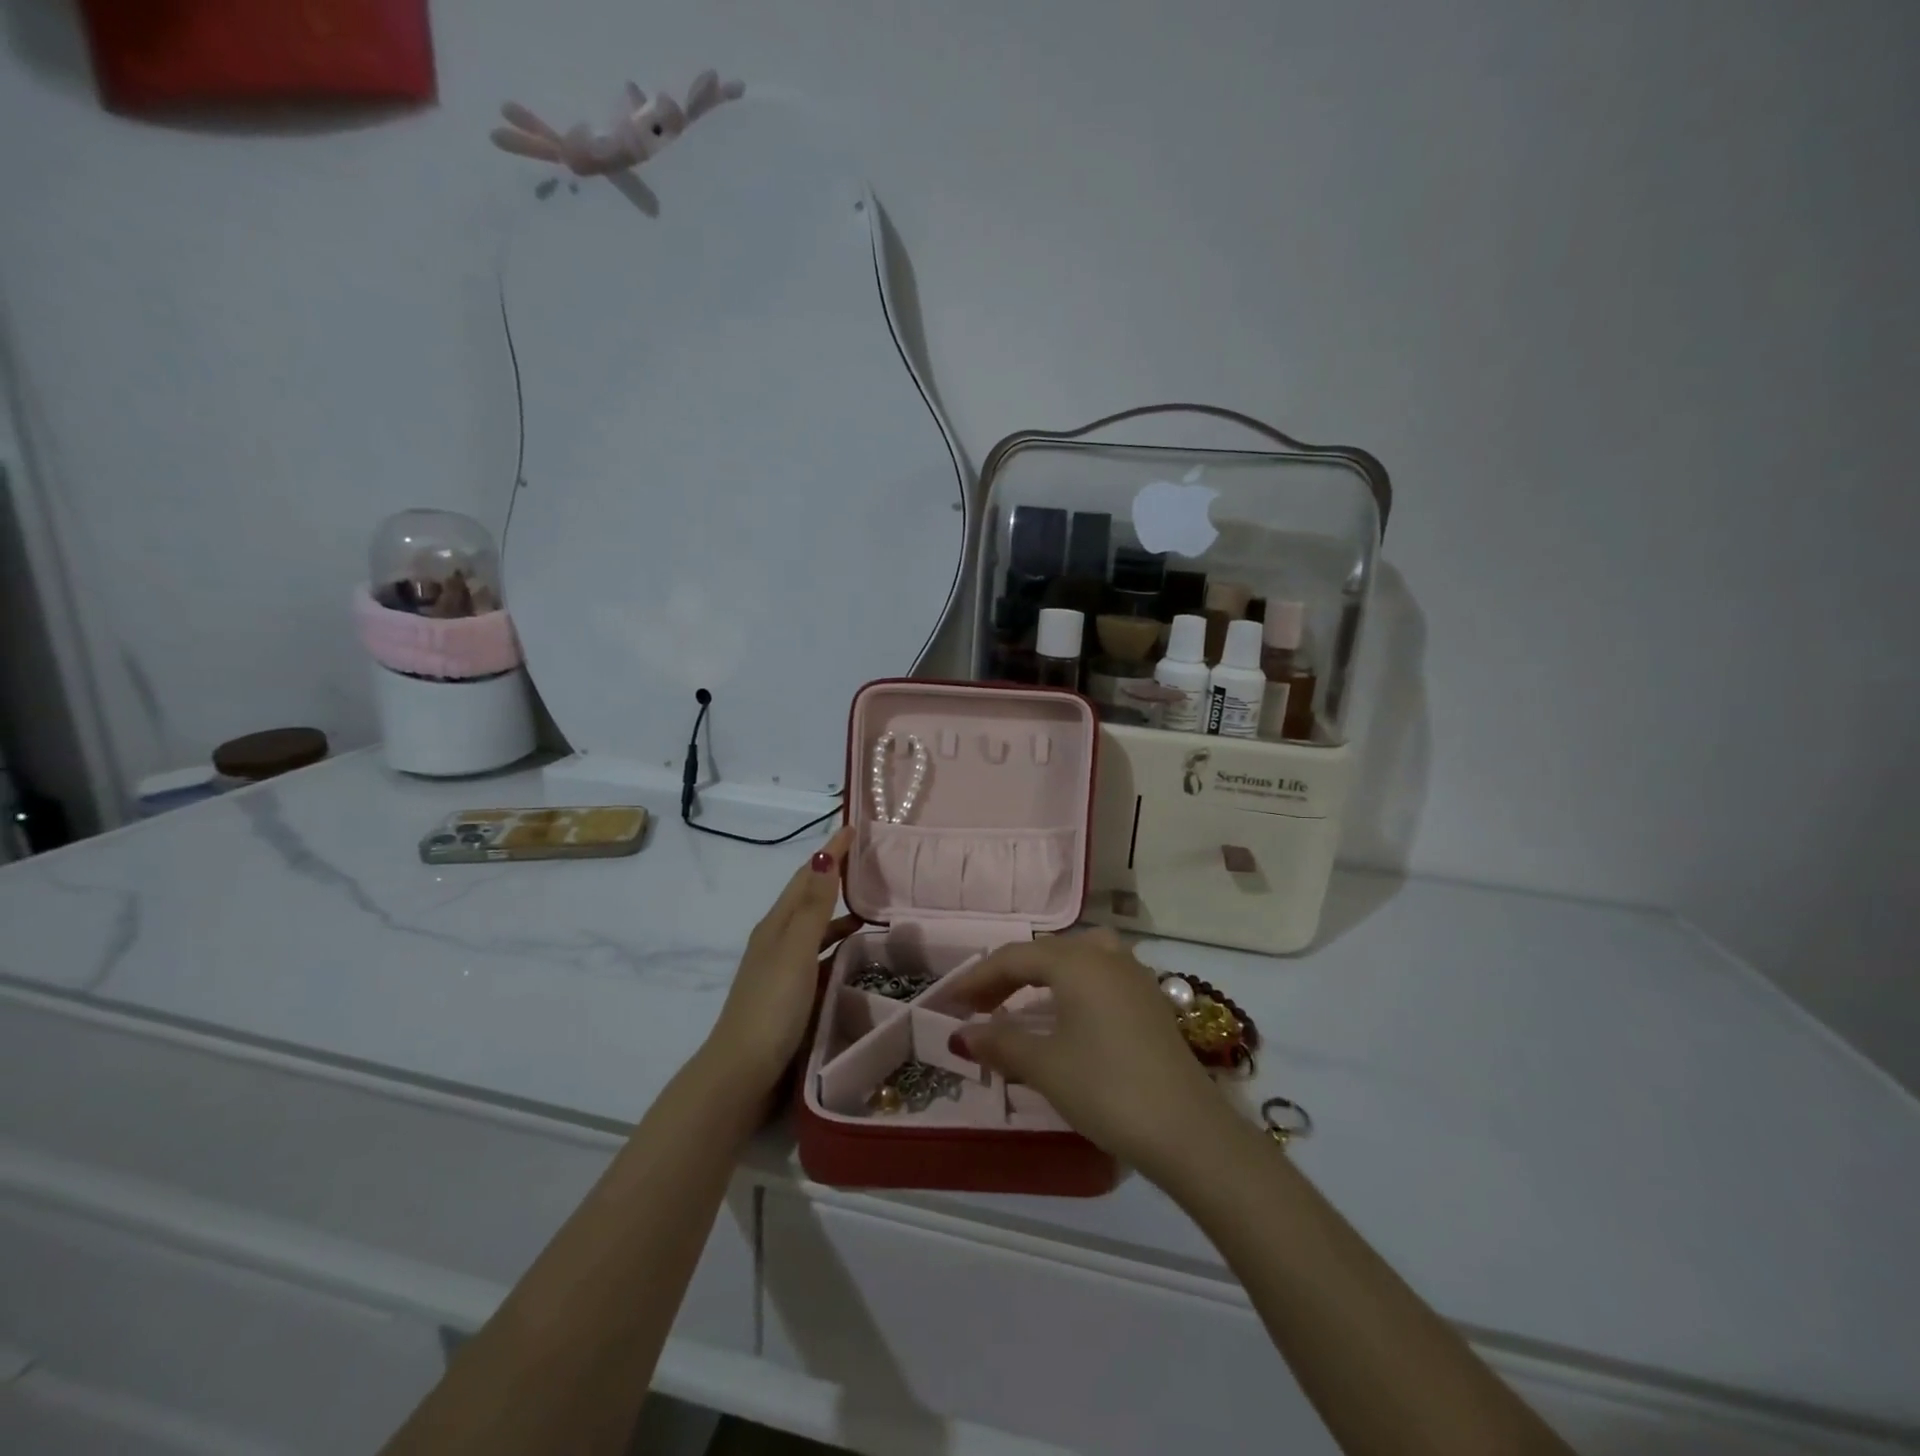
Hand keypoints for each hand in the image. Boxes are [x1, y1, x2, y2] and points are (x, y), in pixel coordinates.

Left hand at [703, 826, 858, 1100]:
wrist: (743, 1074)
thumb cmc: (772, 1007)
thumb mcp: (795, 951)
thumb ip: (812, 907)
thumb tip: (823, 856)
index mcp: (776, 926)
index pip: (806, 877)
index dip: (829, 852)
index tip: (854, 828)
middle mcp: (777, 941)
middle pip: (809, 899)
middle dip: (835, 877)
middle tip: (871, 863)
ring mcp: (783, 970)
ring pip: (816, 929)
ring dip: (839, 913)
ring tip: (873, 908)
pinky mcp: (792, 995)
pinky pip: (820, 957)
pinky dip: (838, 946)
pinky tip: (856, 956)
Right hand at [956, 928, 1237, 1184]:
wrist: (1188, 1131)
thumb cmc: (1106, 1089)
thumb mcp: (1045, 1066)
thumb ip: (1000, 1043)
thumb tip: (962, 1034)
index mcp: (1077, 962)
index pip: (1014, 958)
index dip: (977, 978)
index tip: (949, 1002)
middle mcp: (1106, 955)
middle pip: (1044, 952)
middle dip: (1006, 976)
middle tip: (977, 1006)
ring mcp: (1133, 975)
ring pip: (1076, 958)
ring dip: (1041, 976)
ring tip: (1019, 1002)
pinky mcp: (1150, 1000)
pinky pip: (1098, 975)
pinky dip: (1071, 985)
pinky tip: (1065, 1015)